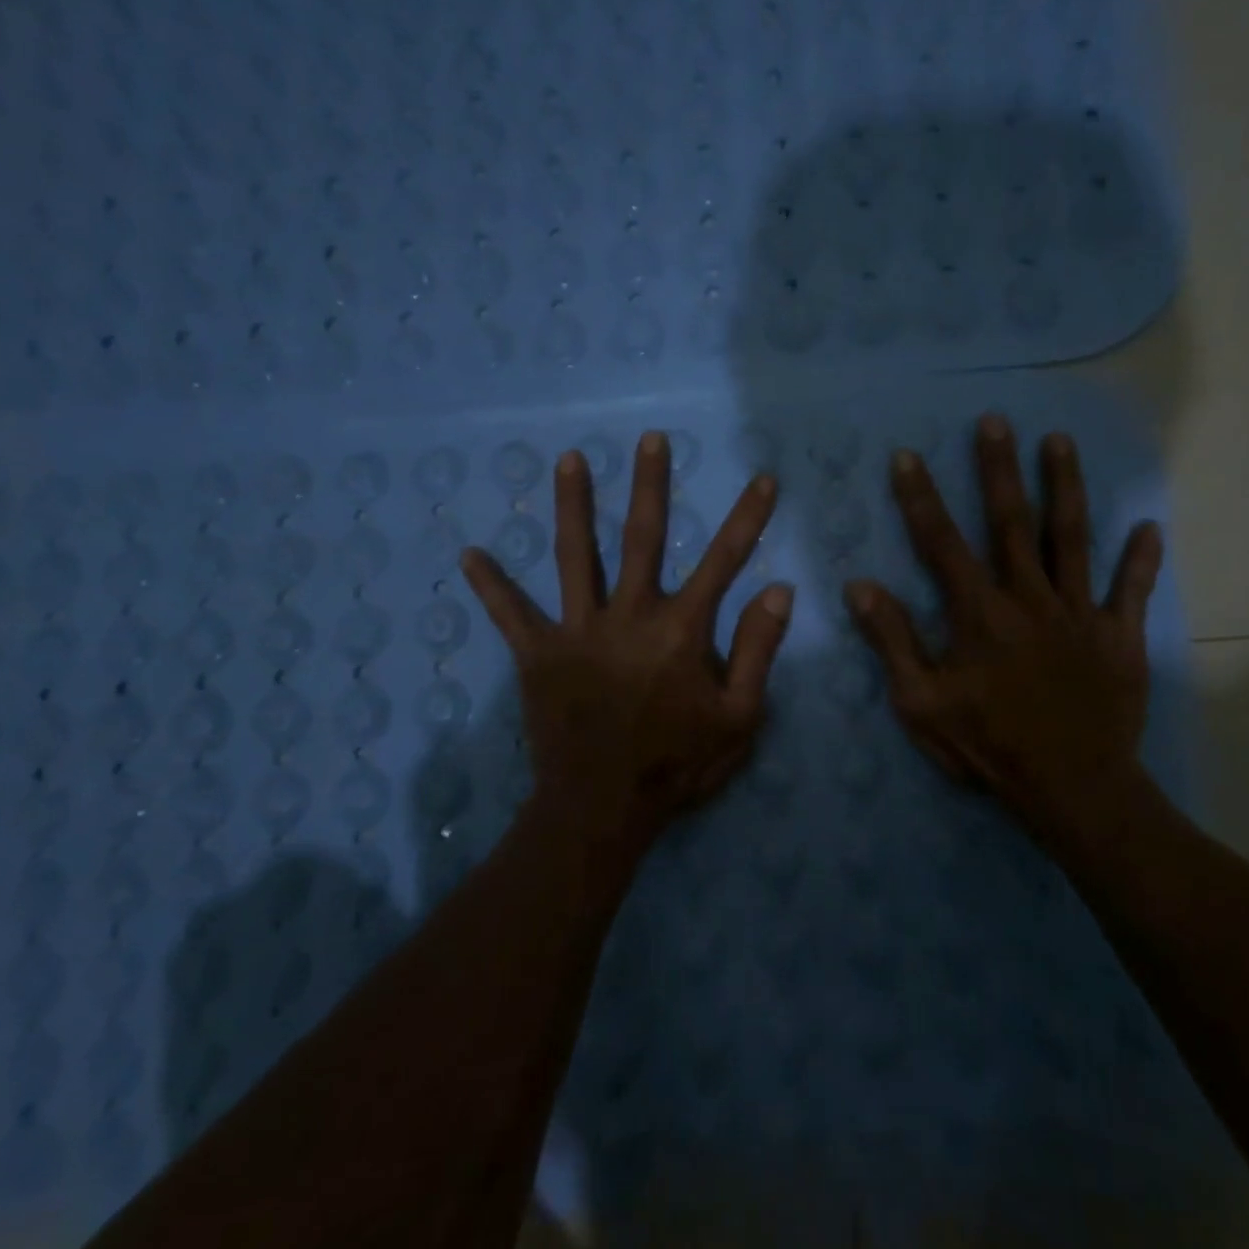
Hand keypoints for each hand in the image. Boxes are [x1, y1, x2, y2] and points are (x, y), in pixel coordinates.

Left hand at [462, 430, 795, 855]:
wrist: (602, 809)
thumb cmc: (677, 765)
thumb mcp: (738, 718)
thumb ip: (757, 651)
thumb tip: (779, 590)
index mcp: (681, 630)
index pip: (724, 560)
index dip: (747, 518)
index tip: (763, 479)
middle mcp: (629, 616)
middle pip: (642, 538)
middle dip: (650, 485)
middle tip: (650, 439)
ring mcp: (579, 631)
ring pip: (575, 557)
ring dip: (573, 506)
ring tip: (568, 459)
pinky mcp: (538, 655)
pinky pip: (512, 616)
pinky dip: (491, 587)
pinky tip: (468, 555)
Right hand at [843, 413, 1163, 852]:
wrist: (1073, 788)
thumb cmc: (989, 746)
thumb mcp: (921, 703)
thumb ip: (892, 641)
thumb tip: (860, 586)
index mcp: (979, 613)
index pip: (942, 543)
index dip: (922, 498)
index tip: (908, 457)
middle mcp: (1030, 598)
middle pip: (1012, 522)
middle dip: (999, 469)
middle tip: (996, 421)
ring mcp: (1080, 613)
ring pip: (1073, 538)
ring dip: (1065, 487)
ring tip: (1060, 442)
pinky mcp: (1119, 636)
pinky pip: (1131, 590)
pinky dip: (1141, 559)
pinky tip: (1148, 526)